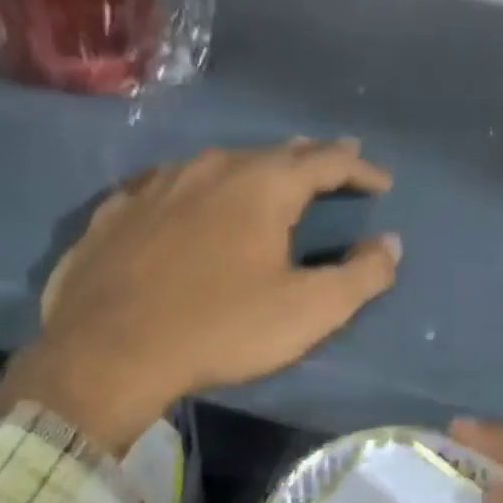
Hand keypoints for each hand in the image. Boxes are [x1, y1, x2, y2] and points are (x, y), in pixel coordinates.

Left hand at [0, 139, 397, 451]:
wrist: (111, 348)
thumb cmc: (221, 328)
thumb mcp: (308, 311)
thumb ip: (359, 277)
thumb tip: (390, 245)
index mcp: (263, 186)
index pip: (326, 161)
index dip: (360, 169)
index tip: (382, 182)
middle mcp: (210, 167)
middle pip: (272, 153)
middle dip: (310, 159)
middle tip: (335, 163)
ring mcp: (157, 184)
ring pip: (218, 165)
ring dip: (252, 172)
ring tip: (267, 182)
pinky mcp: (117, 211)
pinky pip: (169, 189)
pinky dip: (196, 193)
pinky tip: (190, 205)